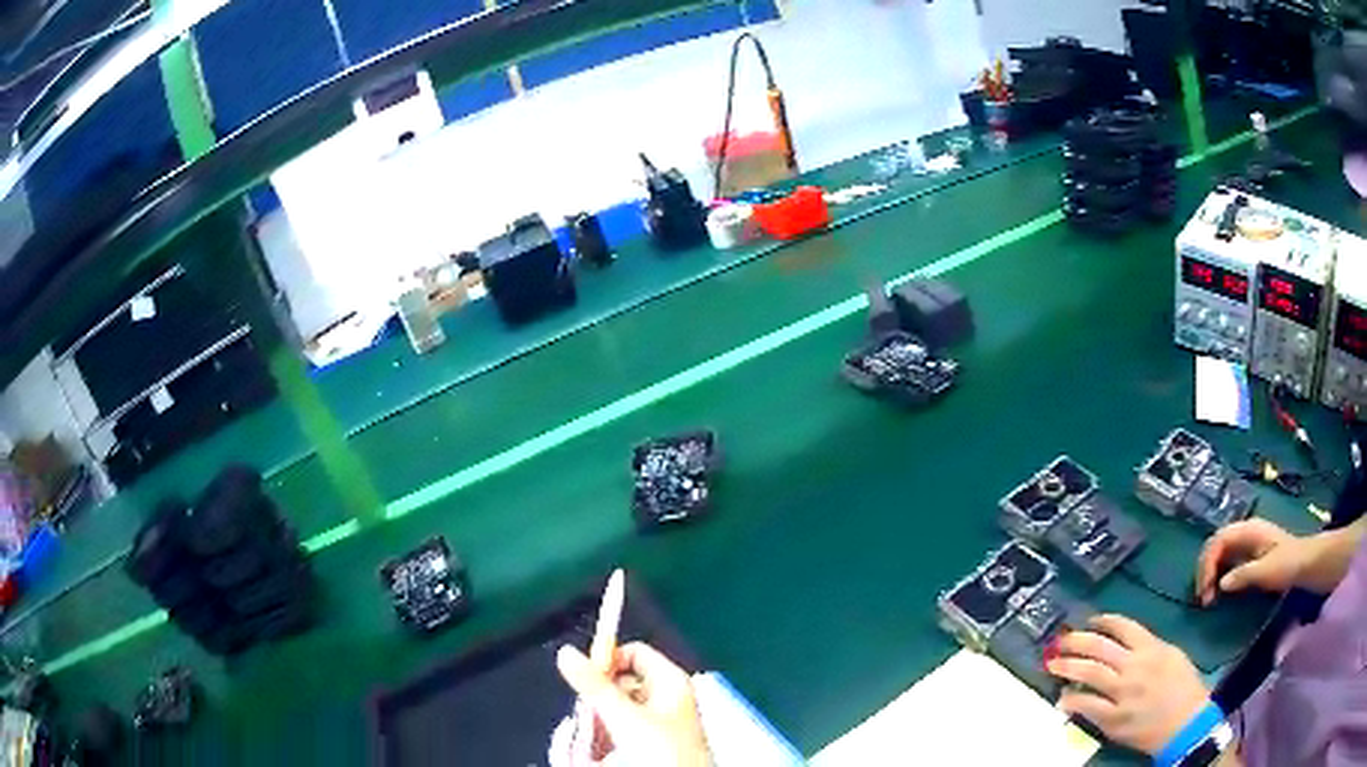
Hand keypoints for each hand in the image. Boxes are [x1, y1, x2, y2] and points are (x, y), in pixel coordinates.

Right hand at [557, 642, 709, 766]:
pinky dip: (605, 737)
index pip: (633, 653)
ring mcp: (658, 723)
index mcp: (670, 681)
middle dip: (597, 699)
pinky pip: (619, 731)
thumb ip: (594, 685)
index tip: (585, 678)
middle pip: (619, 683)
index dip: (607, 661)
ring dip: (597, 721)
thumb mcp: (624, 716)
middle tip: (587, 714)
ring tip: (593, 736)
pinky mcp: (650, 744)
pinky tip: (599, 751)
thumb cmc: (663, 752)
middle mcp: (666, 698)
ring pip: (615, 709)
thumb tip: (566, 653)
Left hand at [1048, 615, 1208, 755]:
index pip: (1123, 626)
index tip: (1089, 621)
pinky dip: (1072, 700)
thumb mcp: (1172, 655)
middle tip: (1060, 639)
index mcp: (1151, 648)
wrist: (1186, 723)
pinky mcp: (1114, 718)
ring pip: (1090, 673)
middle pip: (1100, 647)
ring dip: (1068, 666)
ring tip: (1052, 663)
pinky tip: (1062, 698)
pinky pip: (1088, 706)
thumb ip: (1149, 647)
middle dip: (1076, 641)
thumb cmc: (1184, 688)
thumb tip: (1125, 643)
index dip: (1103, 621)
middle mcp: (1135, 666)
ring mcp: (1123, 693)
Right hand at [1195, 518, 1303, 604]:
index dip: (1208, 563)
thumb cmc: (1286, 564)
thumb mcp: (1265, 571)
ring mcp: (1247, 541)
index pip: (1219, 540)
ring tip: (1207, 597)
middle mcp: (1245, 531)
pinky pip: (1226, 559)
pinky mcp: (1248, 553)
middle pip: (1216, 543)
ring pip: (1219, 552)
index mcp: (1248, 530)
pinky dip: (1217, 573)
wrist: (1303, 563)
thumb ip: (1243, 575)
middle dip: (1205, 569)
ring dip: (1210, 572)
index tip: (1205, 590)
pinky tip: (1217, 589)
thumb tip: (1220, 584)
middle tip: (1202, 597)